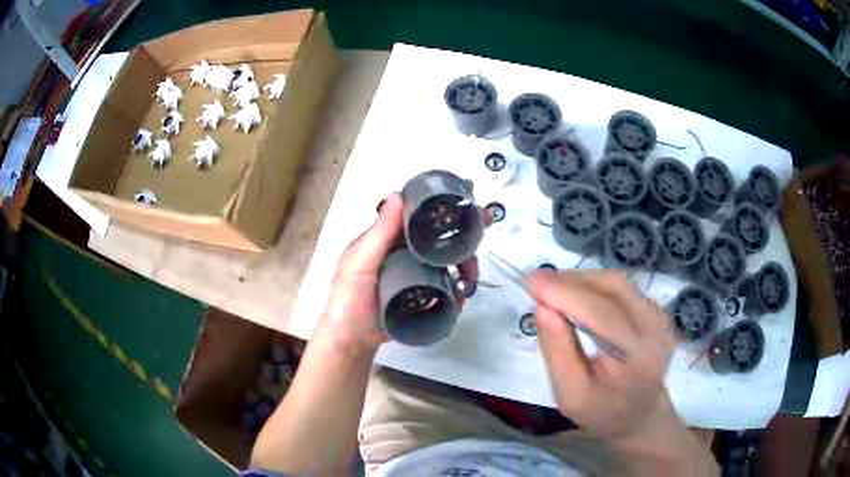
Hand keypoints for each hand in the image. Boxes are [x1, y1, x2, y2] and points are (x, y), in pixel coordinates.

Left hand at [319, 193, 482, 351]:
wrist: (352, 339)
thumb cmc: (349, 298)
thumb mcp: (360, 262)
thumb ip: (379, 232)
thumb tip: (398, 193)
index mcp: (389, 239)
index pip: (418, 214)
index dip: (441, 203)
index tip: (467, 193)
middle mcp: (405, 253)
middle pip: (439, 237)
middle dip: (463, 231)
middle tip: (485, 226)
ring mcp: (416, 275)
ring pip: (447, 262)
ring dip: (465, 264)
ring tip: (469, 278)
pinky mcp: (423, 296)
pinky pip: (446, 287)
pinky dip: (457, 289)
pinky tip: (461, 296)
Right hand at [528, 270, 678, 440]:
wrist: (639, 413)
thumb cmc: (603, 411)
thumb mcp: (571, 395)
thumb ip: (558, 352)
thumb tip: (542, 306)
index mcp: (641, 356)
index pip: (604, 314)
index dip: (567, 294)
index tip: (531, 281)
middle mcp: (657, 328)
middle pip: (614, 288)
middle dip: (572, 281)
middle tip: (537, 285)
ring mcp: (659, 315)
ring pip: (616, 282)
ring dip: (580, 281)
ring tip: (551, 290)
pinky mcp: (654, 309)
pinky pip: (620, 288)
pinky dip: (592, 286)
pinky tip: (573, 297)